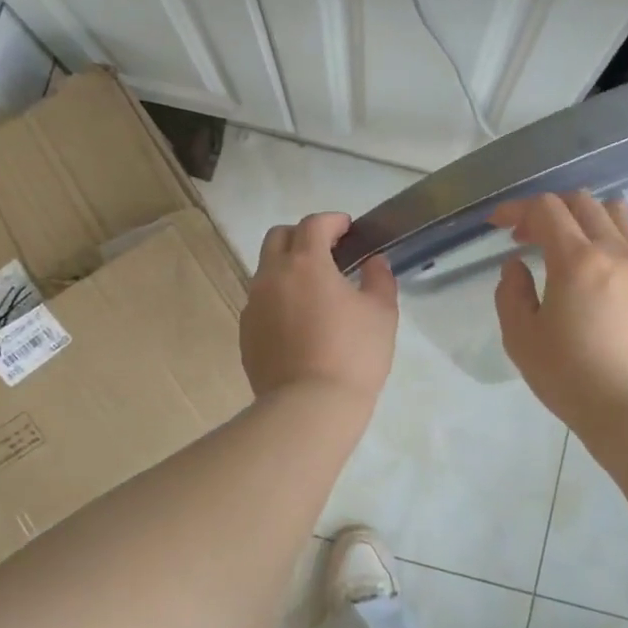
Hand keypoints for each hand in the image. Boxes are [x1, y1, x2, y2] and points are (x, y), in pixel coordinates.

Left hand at [241, 212, 397, 408]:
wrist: (309, 407)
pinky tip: (298, 322)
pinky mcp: (245, 333)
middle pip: (278, 237)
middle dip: (302, 236)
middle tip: (327, 251)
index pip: (313, 224)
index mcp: (306, 263)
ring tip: (314, 290)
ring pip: (266, 271)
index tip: (347, 228)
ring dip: (288, 268)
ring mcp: (253, 305)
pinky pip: (261, 303)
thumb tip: (373, 262)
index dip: (332, 221)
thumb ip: (379, 278)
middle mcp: (271, 276)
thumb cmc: (353, 355)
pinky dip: (278, 299)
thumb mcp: (381, 313)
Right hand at [492, 192, 627, 440]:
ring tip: (568, 245)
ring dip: (584, 217)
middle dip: (547, 211)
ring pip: (615, 212)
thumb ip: (510, 292)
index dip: (516, 209)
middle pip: (581, 202)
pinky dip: (612, 235)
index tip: (499, 224)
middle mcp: (616, 250)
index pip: (545, 209)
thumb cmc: (570, 377)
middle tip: (528, 238)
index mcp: (577, 261)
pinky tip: (599, 265)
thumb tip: (516, 265)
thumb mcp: (521, 338)